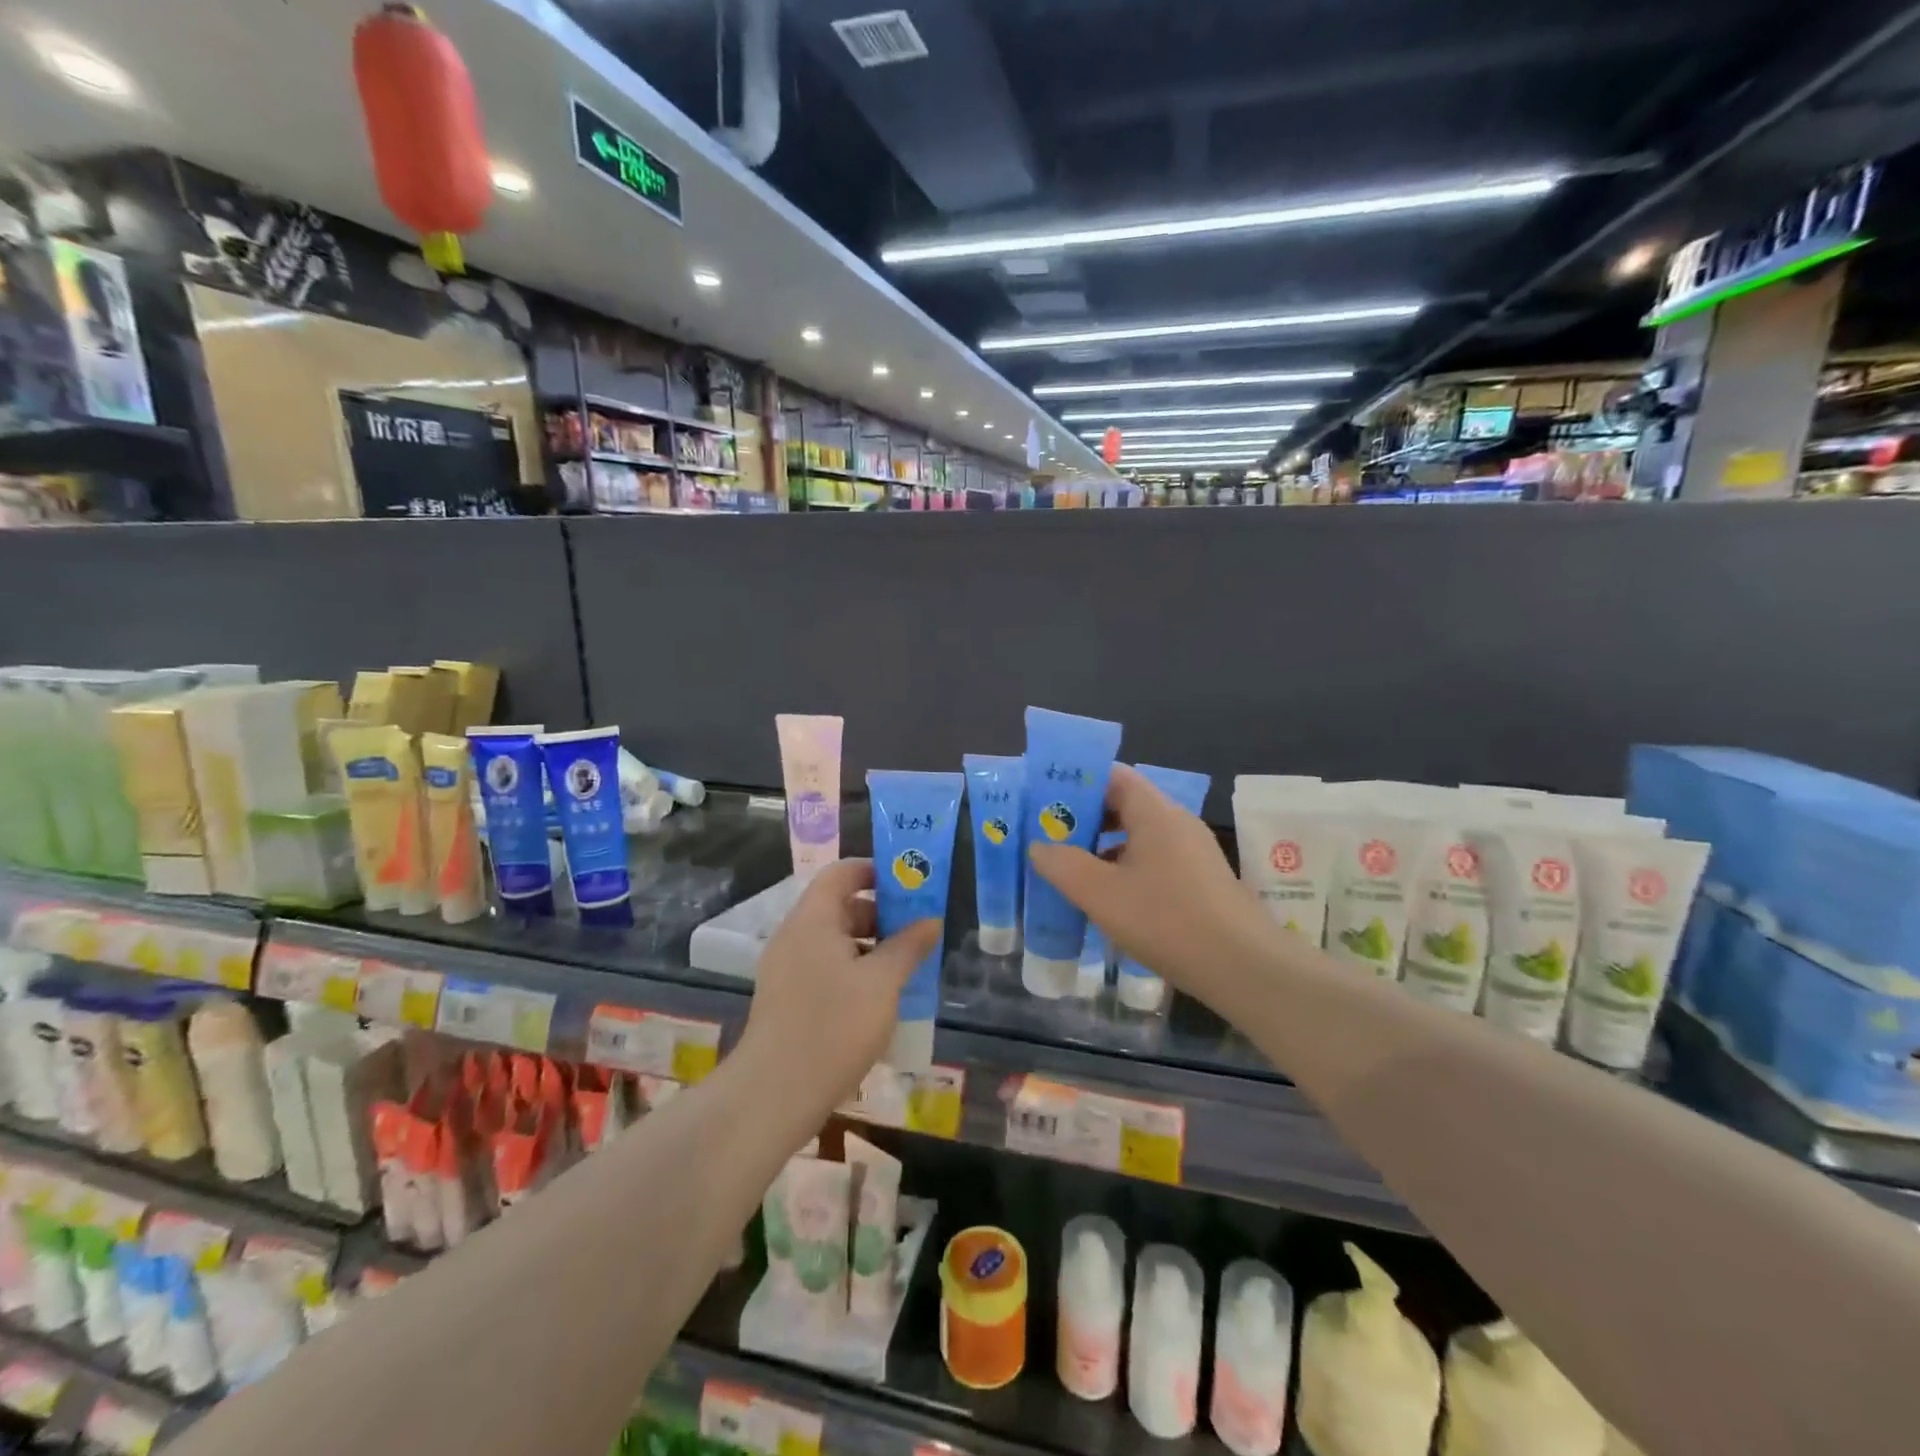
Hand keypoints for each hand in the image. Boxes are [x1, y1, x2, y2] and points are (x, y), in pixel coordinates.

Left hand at [737, 860, 942, 1117]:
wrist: (774, 1094)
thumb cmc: (833, 1027)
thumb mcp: (882, 983)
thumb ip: (908, 947)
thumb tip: (931, 921)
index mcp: (812, 920)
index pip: (841, 873)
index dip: (875, 871)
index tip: (909, 886)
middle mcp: (794, 936)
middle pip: (838, 907)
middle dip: (879, 915)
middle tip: (915, 933)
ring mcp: (785, 969)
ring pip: (832, 941)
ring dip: (869, 947)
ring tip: (904, 969)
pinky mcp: (785, 999)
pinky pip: (823, 968)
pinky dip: (852, 971)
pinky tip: (878, 1000)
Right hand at [1028, 764, 1279, 1015]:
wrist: (1244, 968)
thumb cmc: (1167, 920)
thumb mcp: (1102, 894)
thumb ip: (1063, 865)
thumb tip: (1039, 846)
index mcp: (1155, 812)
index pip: (1112, 776)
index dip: (1076, 782)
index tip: (1044, 801)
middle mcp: (1176, 823)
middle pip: (1123, 805)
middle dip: (1084, 819)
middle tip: (1047, 838)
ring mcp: (1193, 852)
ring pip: (1138, 836)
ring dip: (1102, 848)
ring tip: (1069, 870)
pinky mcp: (1200, 881)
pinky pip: (1154, 861)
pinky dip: (1125, 870)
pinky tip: (1108, 900)